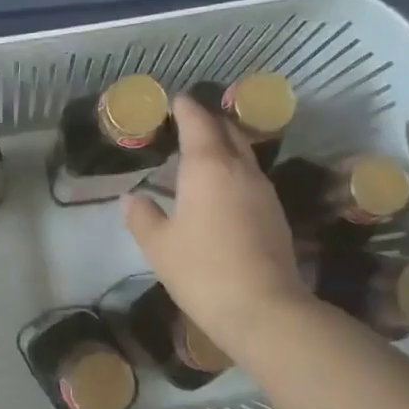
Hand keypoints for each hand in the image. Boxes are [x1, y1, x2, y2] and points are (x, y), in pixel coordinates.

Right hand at [123, 95, 313, 360]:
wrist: (262, 308)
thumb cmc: (201, 271)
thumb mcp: (159, 246)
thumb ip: (142, 217)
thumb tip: (133, 198)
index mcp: (208, 166)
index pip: (198, 122)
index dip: (186, 108)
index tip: (175, 100)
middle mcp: (240, 169)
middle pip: (227, 131)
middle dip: (208, 122)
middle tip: (187, 123)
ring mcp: (263, 190)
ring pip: (243, 154)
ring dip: (224, 147)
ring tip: (202, 155)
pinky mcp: (276, 213)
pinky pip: (251, 178)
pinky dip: (234, 172)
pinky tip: (222, 191)